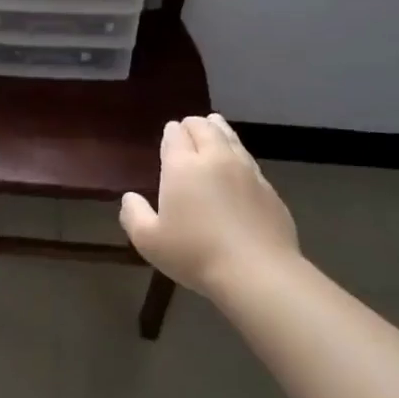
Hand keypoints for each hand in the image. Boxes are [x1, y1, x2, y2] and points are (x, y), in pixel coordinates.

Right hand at [118, 114, 298, 297]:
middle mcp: (215, 159)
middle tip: (188, 127)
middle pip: (205, 128)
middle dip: (194, 124)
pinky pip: (249, 160)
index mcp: (183, 166)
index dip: (170, 132)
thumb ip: (134, 215)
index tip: (169, 133)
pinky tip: (237, 163)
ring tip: (214, 126)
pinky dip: (238, 153)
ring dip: (219, 130)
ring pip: (231, 138)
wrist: (257, 272)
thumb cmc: (195, 254)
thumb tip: (130, 198)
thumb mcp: (149, 241)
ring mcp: (246, 171)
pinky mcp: (269, 188)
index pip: (175, 135)